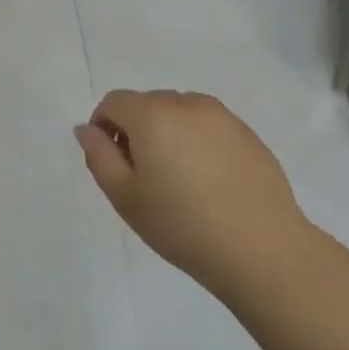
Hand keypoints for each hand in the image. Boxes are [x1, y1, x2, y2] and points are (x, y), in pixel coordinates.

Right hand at [75, 90, 310, 297]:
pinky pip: (208, 125)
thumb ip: (98, 156)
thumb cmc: (181, 226)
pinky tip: (208, 181)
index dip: (103, 126)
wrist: (261, 248)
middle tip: (143, 176)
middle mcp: (188, 104)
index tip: (112, 162)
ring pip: (179, 111)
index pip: (114, 101)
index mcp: (153, 115)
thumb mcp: (124, 197)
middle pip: (147, 103)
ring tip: (178, 178)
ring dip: (167, 132)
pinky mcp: (248, 133)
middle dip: (136, 129)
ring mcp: (223, 116)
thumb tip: (87, 129)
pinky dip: (197, 141)